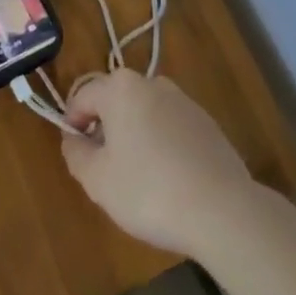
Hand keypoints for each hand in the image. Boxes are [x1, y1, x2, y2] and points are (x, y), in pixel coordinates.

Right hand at [61, 69, 256, 259]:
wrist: (223, 211)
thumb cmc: (149, 191)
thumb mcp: (97, 180)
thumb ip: (75, 154)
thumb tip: (74, 139)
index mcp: (121, 88)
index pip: (82, 97)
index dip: (72, 124)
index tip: (76, 155)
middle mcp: (152, 83)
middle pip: (115, 101)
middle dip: (105, 129)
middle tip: (105, 169)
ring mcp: (184, 101)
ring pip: (144, 113)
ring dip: (134, 136)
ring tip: (138, 178)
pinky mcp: (207, 123)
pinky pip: (170, 127)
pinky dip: (162, 145)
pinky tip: (169, 180)